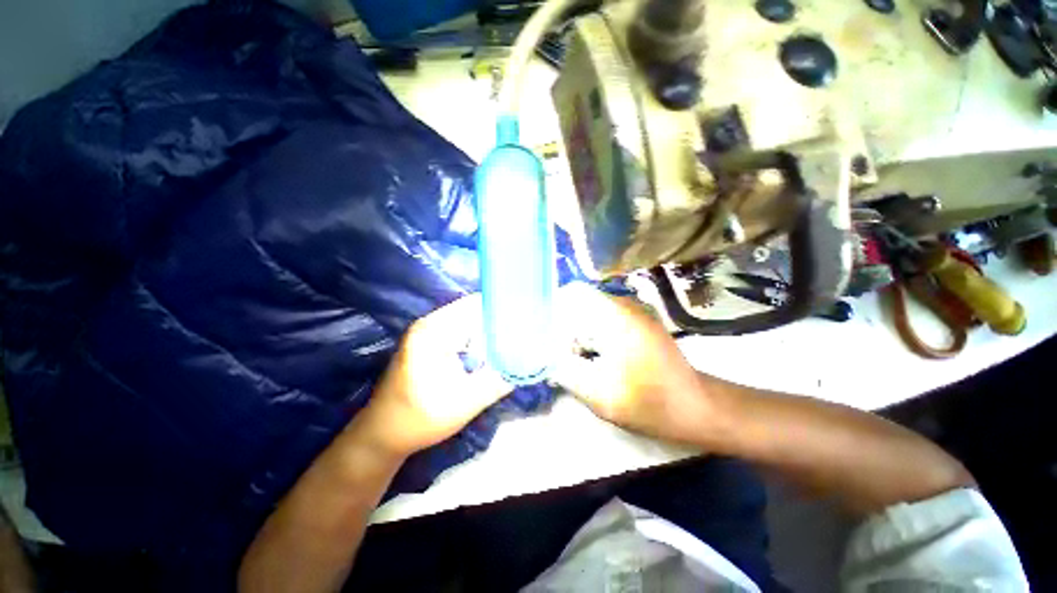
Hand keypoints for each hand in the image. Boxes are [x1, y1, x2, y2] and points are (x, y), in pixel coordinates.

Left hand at [357, 294, 513, 457]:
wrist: (383, 435)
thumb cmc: (419, 420)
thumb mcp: (464, 403)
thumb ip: (499, 379)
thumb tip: (530, 361)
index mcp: (434, 330)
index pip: (477, 305)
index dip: (504, 309)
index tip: (529, 318)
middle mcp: (431, 323)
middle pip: (476, 310)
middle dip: (502, 321)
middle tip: (529, 331)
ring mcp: (430, 331)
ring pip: (472, 321)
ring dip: (493, 330)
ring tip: (519, 338)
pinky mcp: (433, 342)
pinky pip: (465, 331)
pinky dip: (482, 338)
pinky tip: (498, 348)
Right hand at [551, 283, 715, 444]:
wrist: (696, 407)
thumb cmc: (651, 403)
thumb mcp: (601, 396)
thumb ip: (567, 373)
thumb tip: (545, 356)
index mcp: (616, 317)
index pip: (573, 293)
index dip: (553, 308)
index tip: (543, 329)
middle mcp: (625, 305)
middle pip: (579, 299)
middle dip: (562, 321)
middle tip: (552, 346)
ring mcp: (633, 310)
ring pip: (590, 307)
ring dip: (576, 326)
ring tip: (568, 351)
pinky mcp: (636, 319)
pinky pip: (603, 315)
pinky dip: (590, 329)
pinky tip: (589, 351)